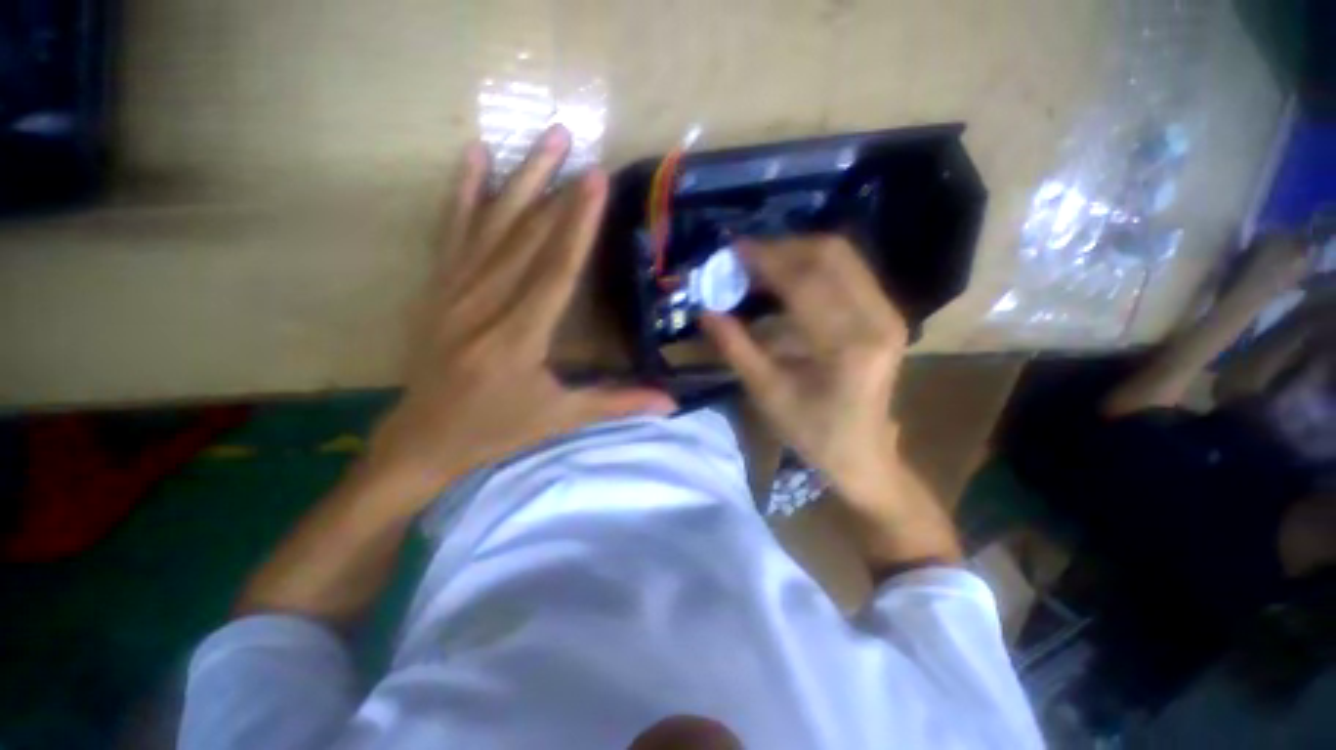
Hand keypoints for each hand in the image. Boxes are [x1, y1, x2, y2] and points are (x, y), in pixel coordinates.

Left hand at [366, 127, 675, 508]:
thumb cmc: (497, 429)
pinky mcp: (436, 289)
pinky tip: (473, 156)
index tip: (596, 180)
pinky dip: (463, 193)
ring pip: (491, 225)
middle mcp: (483, 306)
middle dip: (553, 188)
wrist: (422, 439)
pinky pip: (451, 232)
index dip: (578, 224)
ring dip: (519, 178)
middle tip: (574, 141)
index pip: (556, 270)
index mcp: (519, 338)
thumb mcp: (561, 418)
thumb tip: (670, 404)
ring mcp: (453, 292)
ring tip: (543, 137)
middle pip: (525, 237)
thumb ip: (617, 403)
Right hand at [701, 236, 959, 570]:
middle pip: (830, 254)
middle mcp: (877, 319)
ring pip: (842, 257)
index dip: (765, 259)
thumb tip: (705, 311)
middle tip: (744, 258)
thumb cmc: (812, 432)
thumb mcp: (767, 393)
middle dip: (782, 247)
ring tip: (760, 266)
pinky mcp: (885, 314)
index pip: (804, 282)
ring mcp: (887, 313)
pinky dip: (813, 266)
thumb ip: (735, 348)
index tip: (732, 250)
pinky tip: (786, 279)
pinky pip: (848, 272)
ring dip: (797, 253)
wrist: (863, 453)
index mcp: (848, 346)